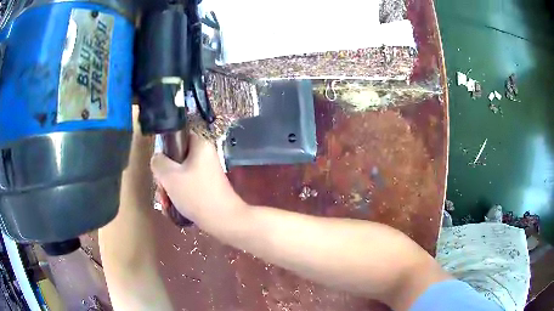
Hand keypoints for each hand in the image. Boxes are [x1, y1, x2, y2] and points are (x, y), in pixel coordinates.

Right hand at [150, 132, 244, 221]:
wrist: (223, 220)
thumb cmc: (196, 195)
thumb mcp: (170, 176)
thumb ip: (158, 162)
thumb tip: (158, 158)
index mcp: (200, 145)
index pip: (178, 137)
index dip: (166, 151)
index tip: (160, 167)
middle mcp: (206, 156)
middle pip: (177, 160)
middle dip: (165, 177)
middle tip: (162, 189)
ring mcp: (207, 173)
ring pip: (180, 175)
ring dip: (170, 188)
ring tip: (166, 202)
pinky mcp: (208, 187)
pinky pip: (188, 186)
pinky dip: (179, 195)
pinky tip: (173, 207)